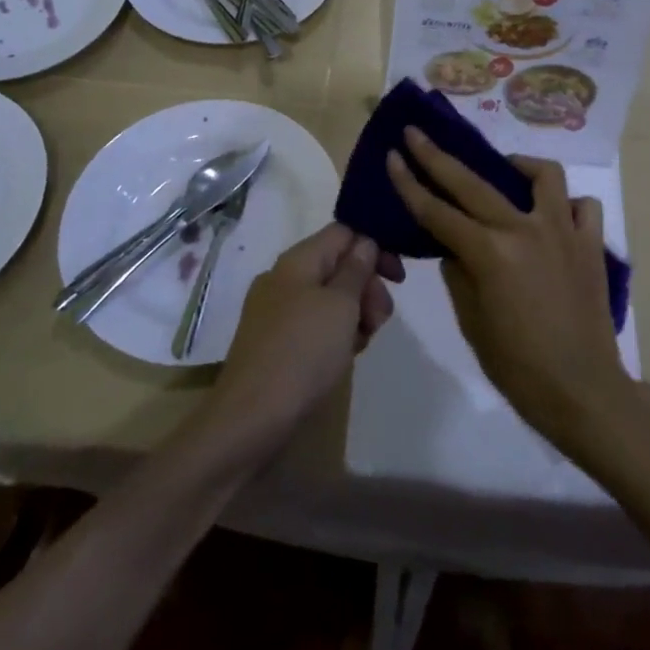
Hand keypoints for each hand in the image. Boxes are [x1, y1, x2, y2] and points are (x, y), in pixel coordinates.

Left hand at [200, 224, 398, 456]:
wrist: (251, 418)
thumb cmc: (302, 353)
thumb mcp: (340, 306)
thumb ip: (356, 269)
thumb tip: (364, 242)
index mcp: (297, 260)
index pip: (343, 232)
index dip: (374, 246)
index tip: (397, 278)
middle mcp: (284, 278)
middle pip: (337, 265)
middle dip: (367, 287)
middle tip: (380, 320)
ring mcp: (276, 311)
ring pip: (329, 298)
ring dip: (354, 314)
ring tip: (361, 344)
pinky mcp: (275, 342)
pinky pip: (315, 324)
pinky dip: (334, 334)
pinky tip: (342, 357)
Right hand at [387, 127, 629, 452]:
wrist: (583, 392)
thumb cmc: (519, 367)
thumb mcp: (472, 323)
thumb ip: (459, 274)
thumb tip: (456, 247)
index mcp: (489, 253)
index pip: (436, 211)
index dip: (409, 183)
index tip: (393, 156)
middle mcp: (524, 230)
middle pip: (472, 182)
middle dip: (437, 155)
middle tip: (417, 135)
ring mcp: (562, 232)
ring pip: (542, 175)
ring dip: (518, 166)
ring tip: (506, 170)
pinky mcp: (592, 244)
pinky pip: (583, 207)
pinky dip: (566, 205)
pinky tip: (553, 216)